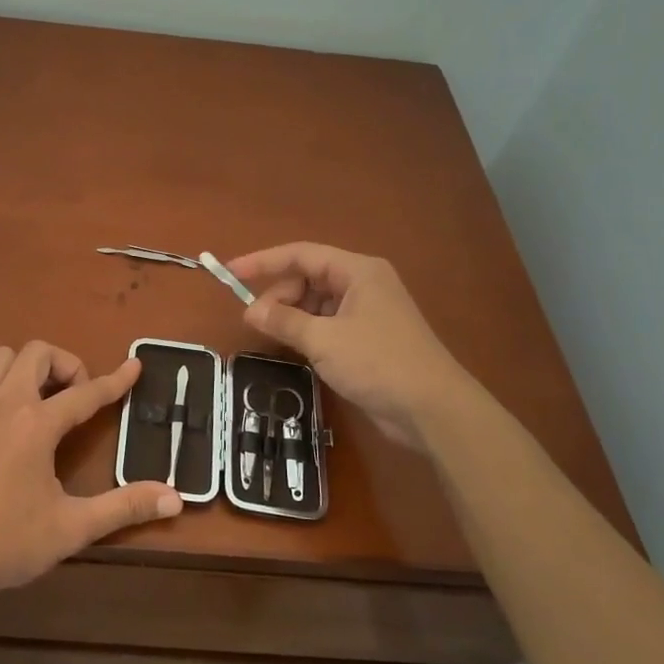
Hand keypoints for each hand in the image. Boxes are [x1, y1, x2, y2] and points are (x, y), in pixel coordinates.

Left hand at [0, 342, 181, 604]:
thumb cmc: (7, 542)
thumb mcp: (73, 527)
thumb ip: (124, 507)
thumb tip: (176, 497)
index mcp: (38, 424)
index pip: (87, 393)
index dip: (115, 380)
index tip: (134, 366)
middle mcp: (4, 402)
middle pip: (37, 353)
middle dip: (63, 365)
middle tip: (72, 397)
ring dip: (21, 371)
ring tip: (30, 402)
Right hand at [229, 242, 473, 454]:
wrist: (433, 409)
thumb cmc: (378, 363)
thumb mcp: (324, 340)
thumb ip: (284, 321)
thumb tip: (250, 311)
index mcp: (358, 271)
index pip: (301, 254)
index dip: (263, 262)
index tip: (230, 273)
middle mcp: (363, 284)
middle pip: (308, 277)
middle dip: (279, 295)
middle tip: (256, 321)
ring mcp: (368, 311)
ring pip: (317, 302)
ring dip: (292, 315)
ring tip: (274, 337)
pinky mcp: (369, 338)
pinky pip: (328, 323)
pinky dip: (308, 331)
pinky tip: (296, 348)